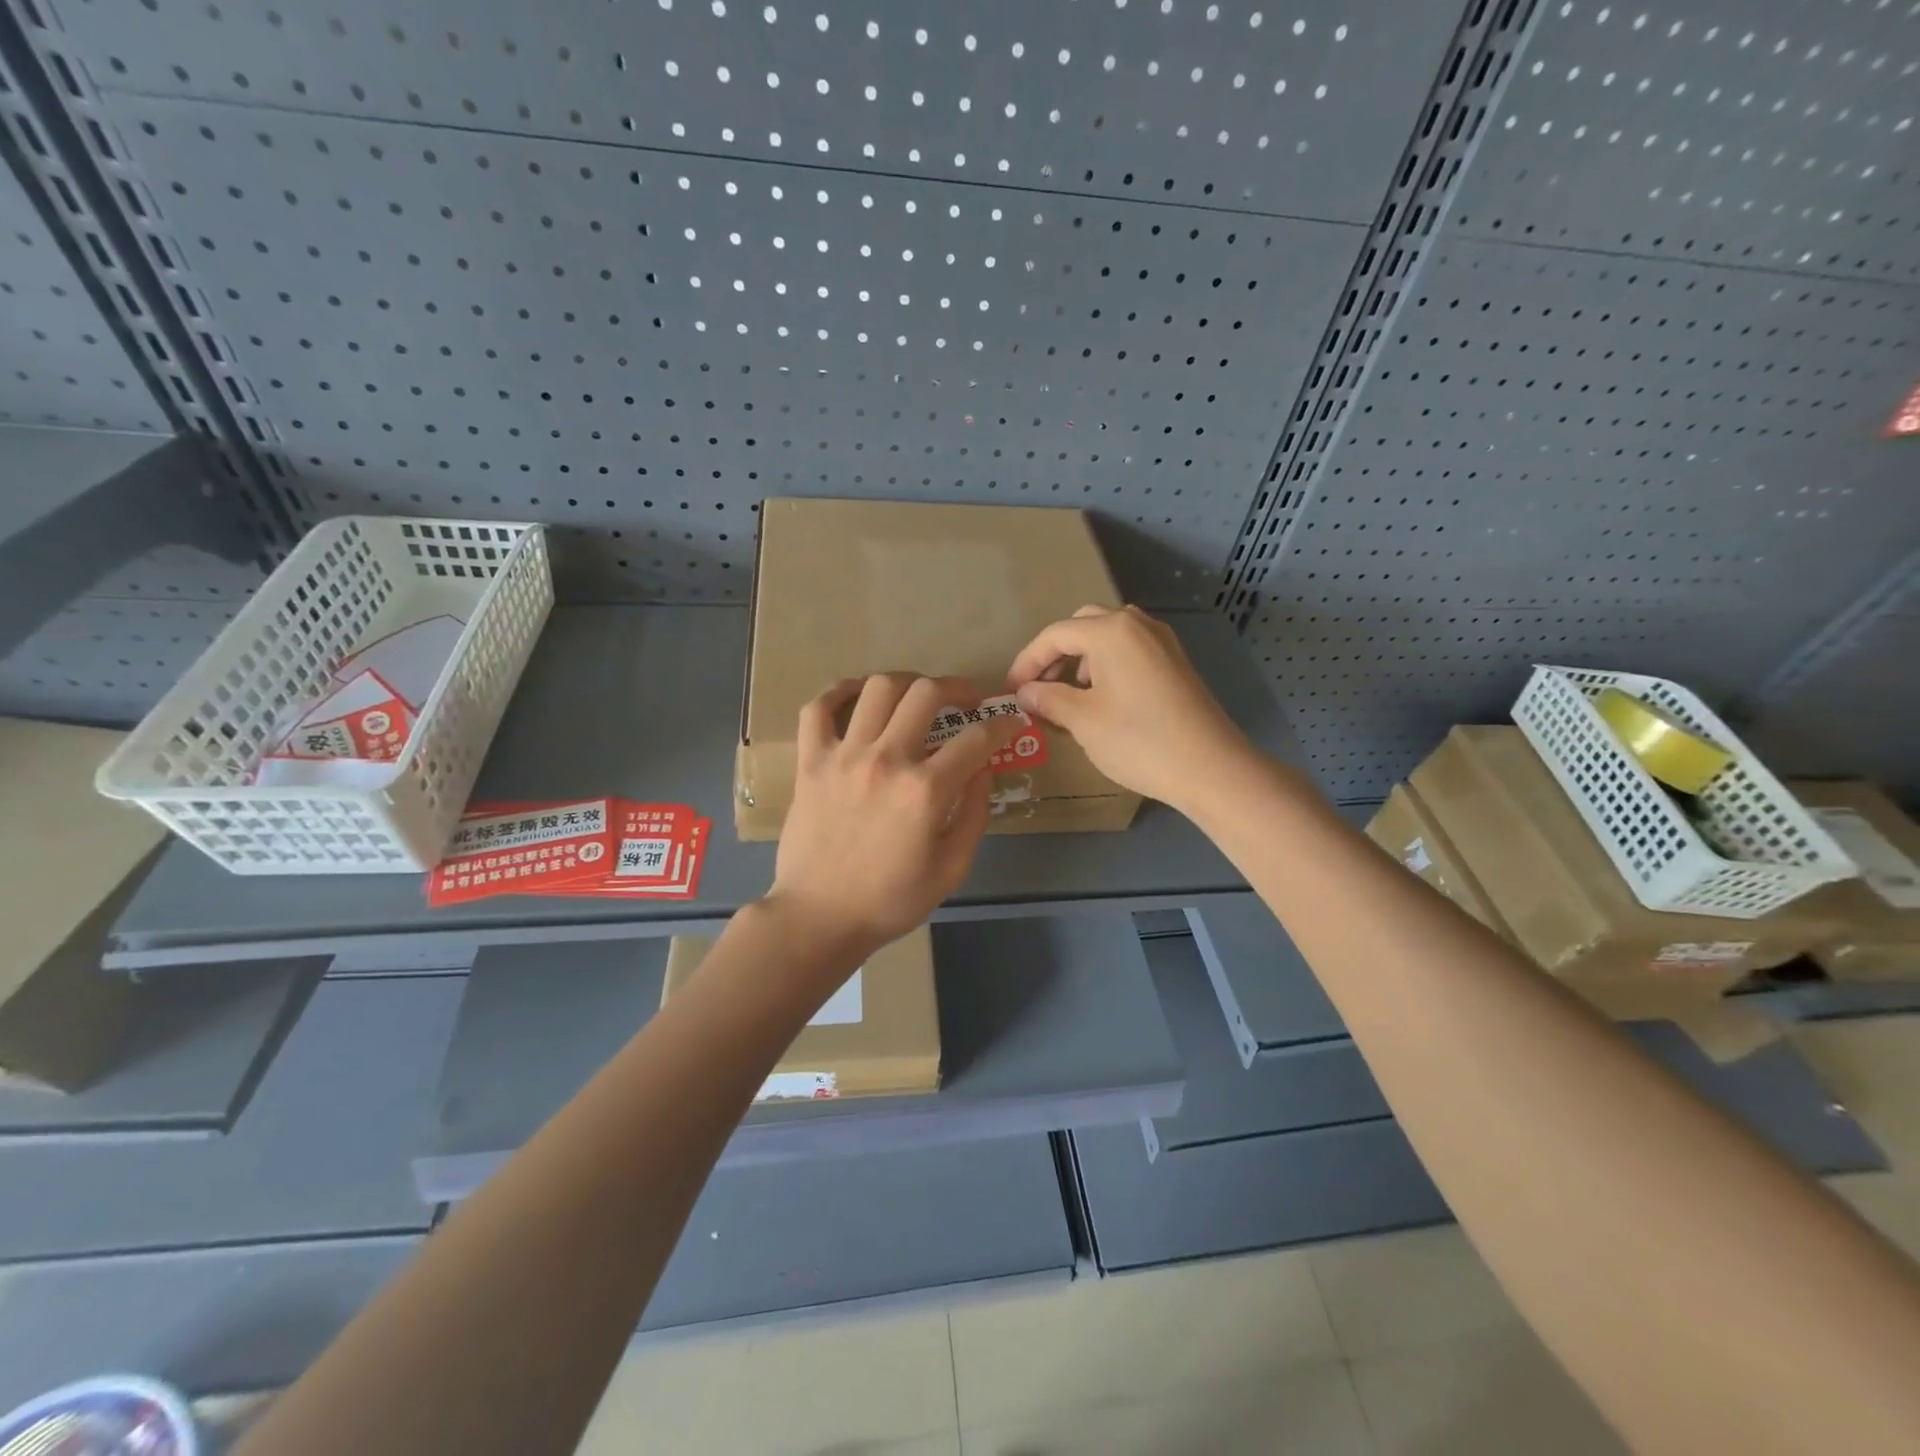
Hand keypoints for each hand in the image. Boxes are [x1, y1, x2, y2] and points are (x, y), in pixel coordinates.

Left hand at [768, 673, 1016, 958]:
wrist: (819, 917)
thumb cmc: (891, 900)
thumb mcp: (952, 868)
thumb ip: (974, 813)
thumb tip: (983, 769)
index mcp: (925, 791)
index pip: (976, 739)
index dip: (1002, 725)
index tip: (1010, 722)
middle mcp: (885, 760)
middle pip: (926, 693)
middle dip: (957, 688)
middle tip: (966, 701)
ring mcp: (843, 756)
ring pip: (877, 689)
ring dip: (906, 684)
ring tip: (917, 697)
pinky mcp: (810, 762)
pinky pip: (818, 709)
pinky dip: (839, 692)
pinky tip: (857, 695)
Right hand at [1005, 605, 1251, 813]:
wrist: (1211, 768)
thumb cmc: (1139, 741)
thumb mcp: (1083, 721)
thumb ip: (1048, 699)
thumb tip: (1025, 692)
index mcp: (1111, 631)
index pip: (1055, 635)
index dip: (1027, 661)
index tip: (1011, 691)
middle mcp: (1138, 625)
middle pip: (1083, 625)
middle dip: (1055, 653)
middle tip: (1039, 687)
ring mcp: (1162, 642)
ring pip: (1109, 636)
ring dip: (1082, 658)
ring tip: (1070, 694)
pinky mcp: (1176, 663)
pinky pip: (1131, 650)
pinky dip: (1107, 665)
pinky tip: (1104, 699)